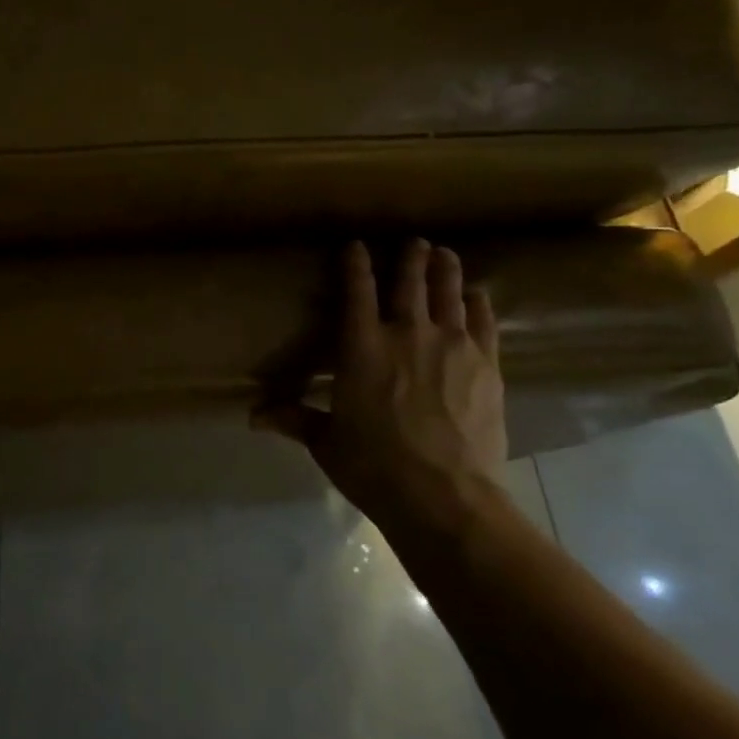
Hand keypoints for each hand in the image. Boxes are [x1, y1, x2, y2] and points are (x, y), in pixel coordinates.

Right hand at [260, 239, 507, 525]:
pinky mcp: (486, 365)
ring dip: (445, 269)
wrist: (444, 497)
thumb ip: (294, 419)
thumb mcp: (326, 442)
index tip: (356, 245)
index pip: (357, 291)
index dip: (355, 264)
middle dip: (410, 257)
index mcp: (362, 347)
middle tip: (414, 242)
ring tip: (444, 253)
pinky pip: (483, 322)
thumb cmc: (374, 466)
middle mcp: (406, 333)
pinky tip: (477, 295)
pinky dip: (478, 303)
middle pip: (409, 282)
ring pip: (448, 293)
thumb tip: (252, 417)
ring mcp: (451, 346)